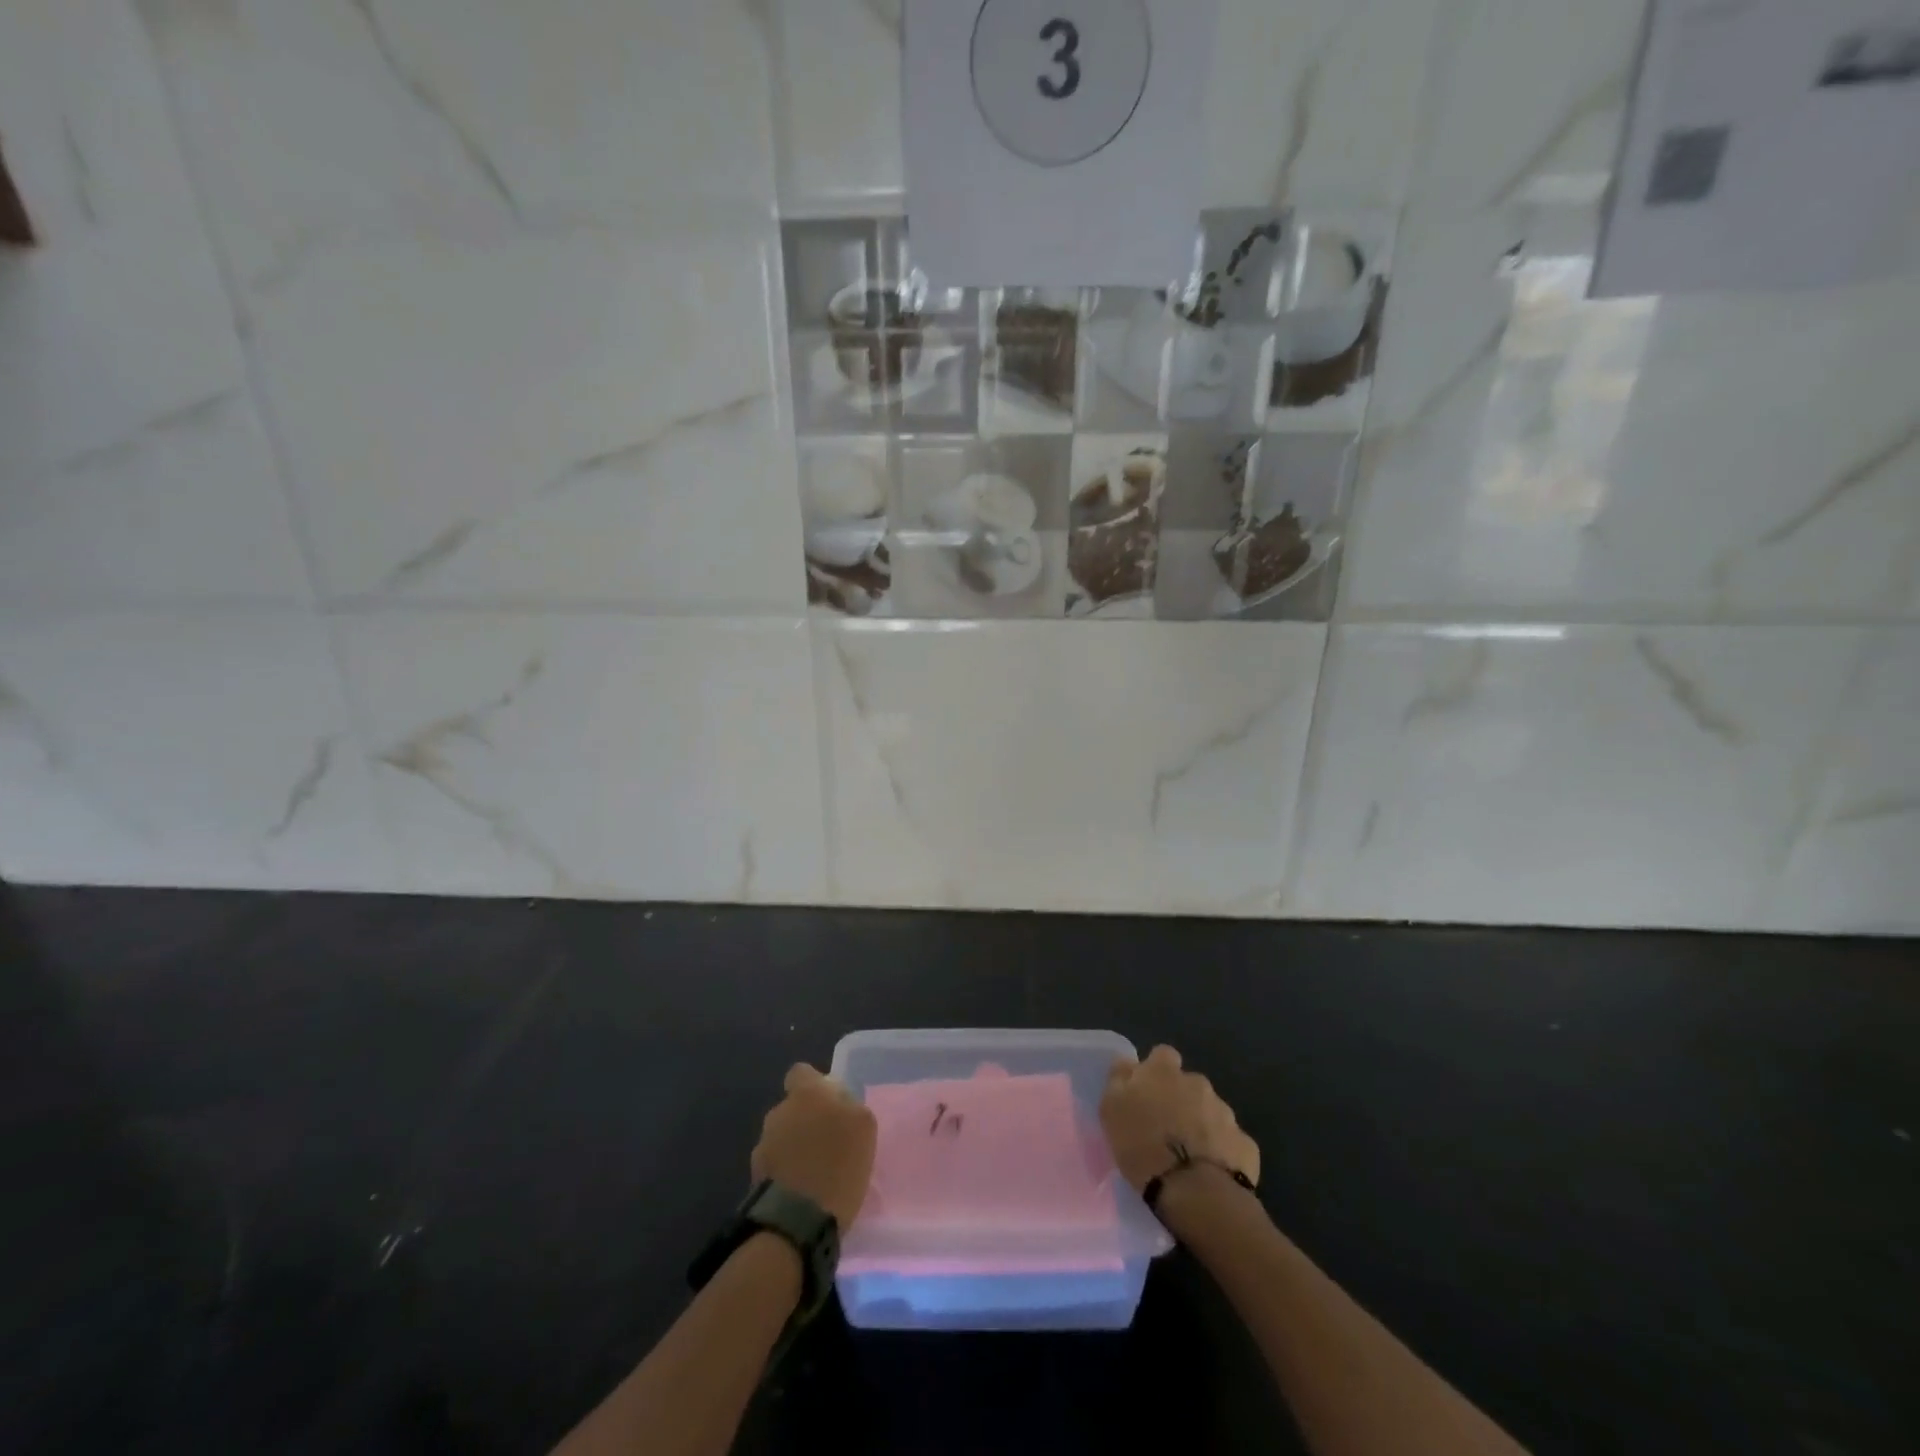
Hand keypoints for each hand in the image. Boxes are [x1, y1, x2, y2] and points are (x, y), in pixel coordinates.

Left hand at [750, 1064, 876, 1229]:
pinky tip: (801, 1191)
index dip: (814, 1084)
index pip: (801, 1072)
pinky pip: (775, 1165)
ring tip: (814, 1171)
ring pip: (782, 1136)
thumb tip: (838, 1103)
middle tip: (827, 1142)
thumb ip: (849, 1106)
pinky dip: (786, 1172)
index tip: (830, 1103)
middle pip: (792, 1107)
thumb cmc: (838, 1164)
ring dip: (795, 1147)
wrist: (796, 1221)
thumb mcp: (863, 1127)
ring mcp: (762, 1144)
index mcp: (805, 1093)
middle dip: (805, 1119)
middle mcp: (779, 1112)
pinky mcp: (754, 1177)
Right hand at [1100, 1045, 1259, 1193]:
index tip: (1147, 1093)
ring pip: (1210, 1112)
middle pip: (1189, 1085)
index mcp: (1164, 1072)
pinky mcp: (1245, 1144)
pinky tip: (1210, 1172)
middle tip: (1166, 1130)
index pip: (1163, 1055)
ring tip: (1188, 1156)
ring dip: (1200, 1125)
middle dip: (1181, 1101)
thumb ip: (1119, 1079)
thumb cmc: (1144, 1146)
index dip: (1156, 1072)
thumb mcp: (1112, 1109)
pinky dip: (1221, 1151)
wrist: (1195, 1191)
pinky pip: (1230, 1141)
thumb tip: (1126, 1062)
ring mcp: (1226, 1113)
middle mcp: (1198, 1083)